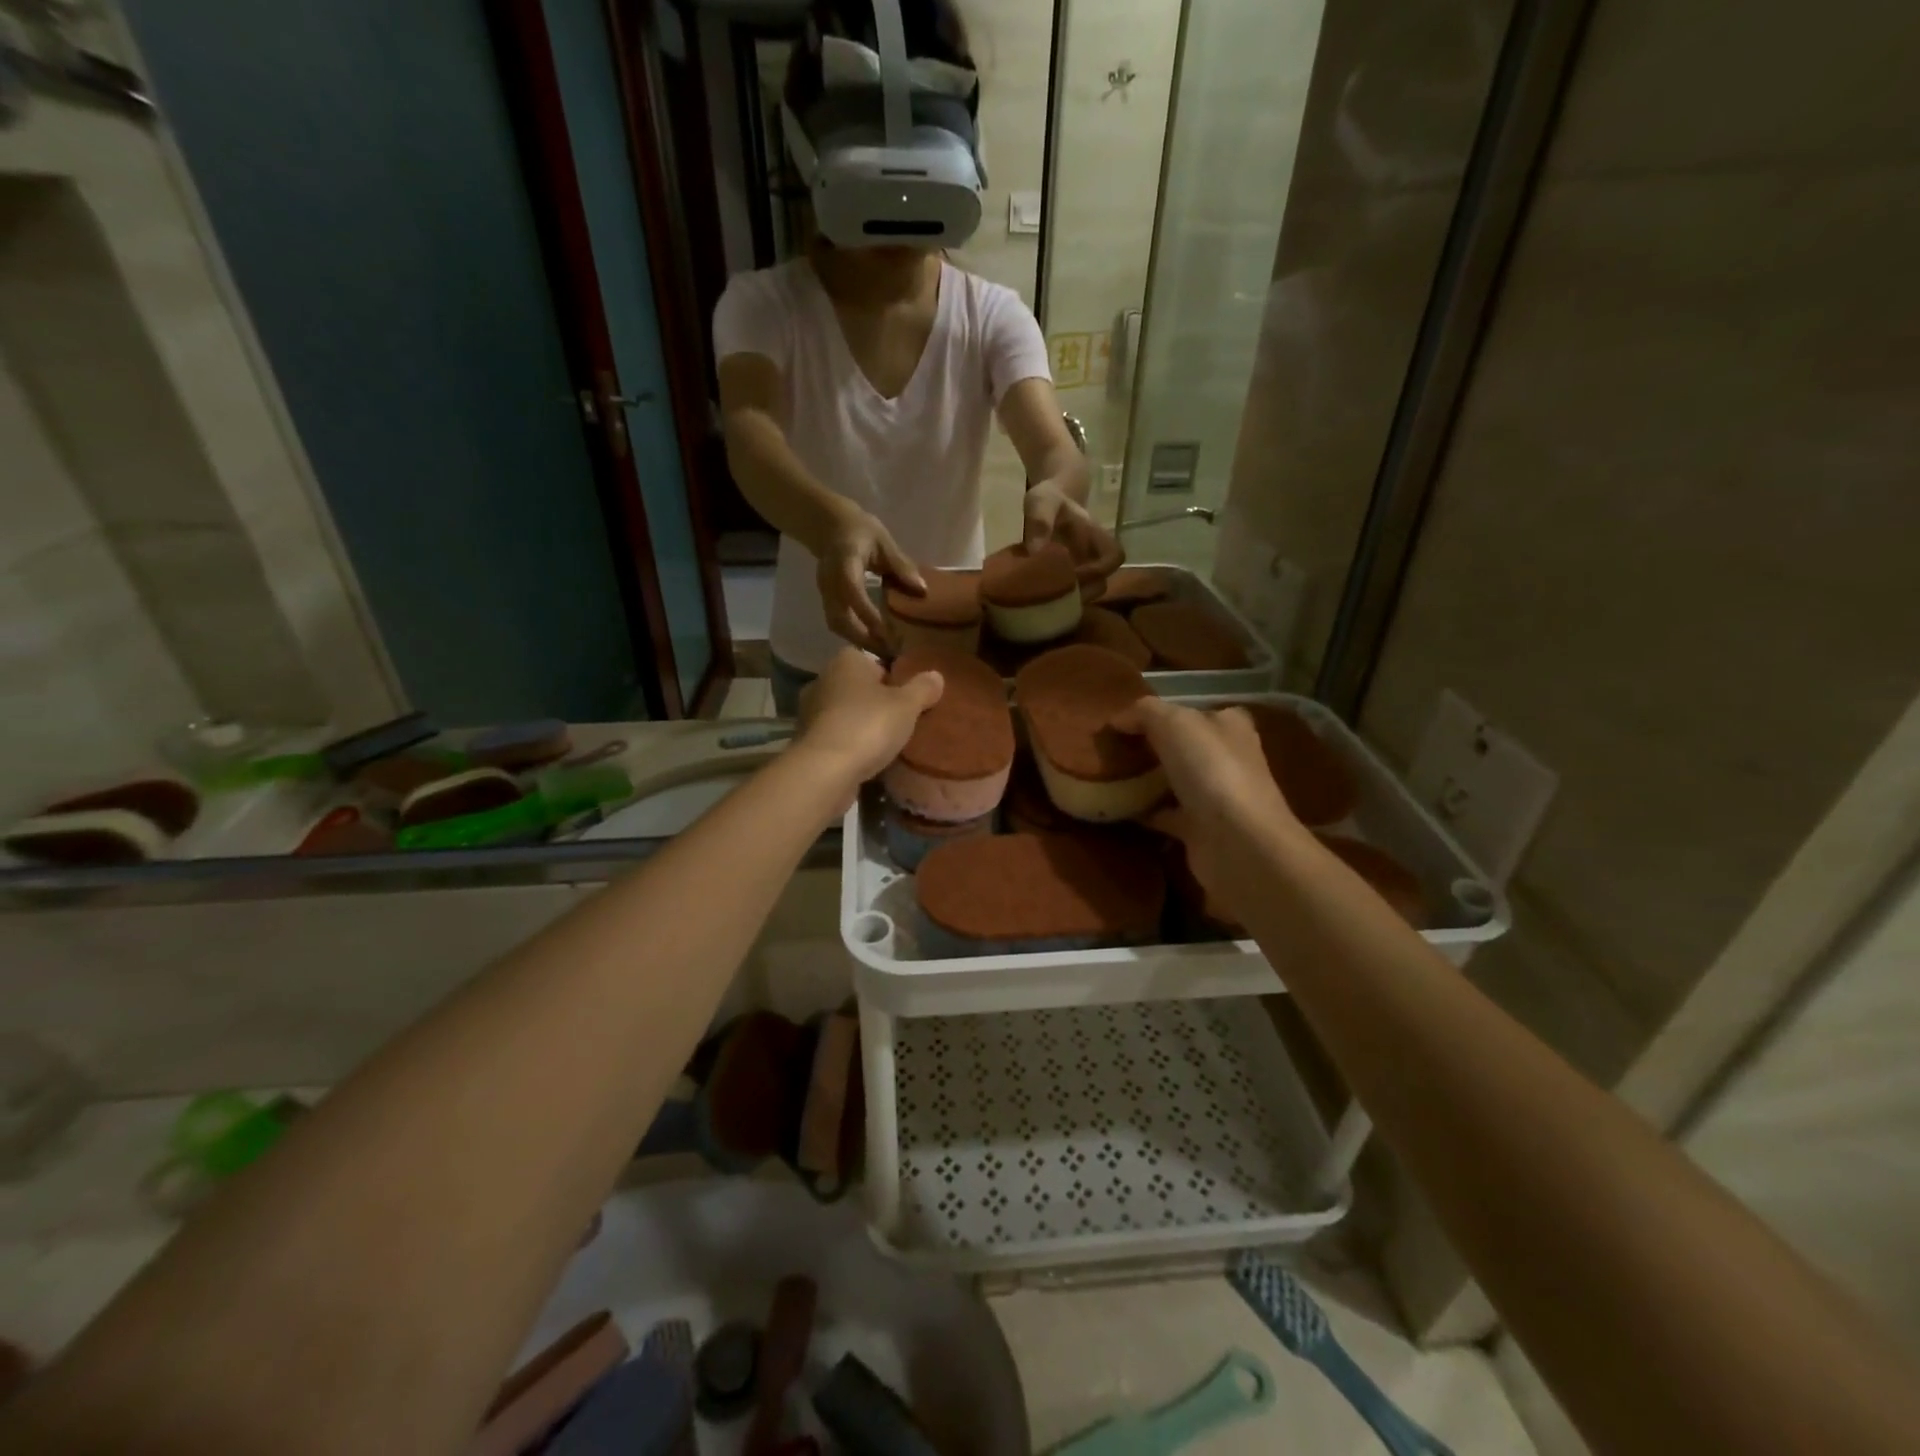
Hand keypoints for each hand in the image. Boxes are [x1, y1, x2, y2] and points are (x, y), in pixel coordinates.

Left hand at [793, 649, 944, 796]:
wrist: (826, 771)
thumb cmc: (868, 726)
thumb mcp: (907, 705)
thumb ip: (922, 688)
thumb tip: (936, 675)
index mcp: (845, 661)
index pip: (871, 660)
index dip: (891, 675)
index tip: (907, 695)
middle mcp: (822, 680)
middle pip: (857, 687)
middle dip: (876, 701)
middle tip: (902, 718)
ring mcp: (810, 712)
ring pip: (844, 712)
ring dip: (861, 724)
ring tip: (887, 741)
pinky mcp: (807, 741)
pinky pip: (836, 736)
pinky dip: (849, 744)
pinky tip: (867, 758)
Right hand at [818, 509, 924, 654]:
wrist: (829, 526)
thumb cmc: (860, 530)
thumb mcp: (883, 542)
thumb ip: (901, 565)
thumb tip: (922, 590)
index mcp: (844, 563)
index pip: (852, 592)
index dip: (867, 614)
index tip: (887, 633)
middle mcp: (829, 582)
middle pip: (840, 618)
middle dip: (864, 638)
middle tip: (890, 653)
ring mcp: (825, 593)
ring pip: (837, 625)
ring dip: (858, 641)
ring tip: (883, 653)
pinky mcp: (826, 600)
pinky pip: (837, 623)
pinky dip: (854, 636)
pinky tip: (872, 643)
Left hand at [1024, 480, 1122, 590]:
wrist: (1048, 499)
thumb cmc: (1049, 498)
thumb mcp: (1042, 502)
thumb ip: (1041, 522)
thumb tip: (1036, 552)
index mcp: (1094, 536)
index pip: (1114, 556)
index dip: (1101, 570)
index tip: (1077, 575)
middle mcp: (1093, 555)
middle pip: (1101, 583)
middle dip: (1082, 593)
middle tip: (1057, 596)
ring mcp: (1081, 567)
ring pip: (1087, 591)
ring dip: (1071, 599)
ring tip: (1048, 601)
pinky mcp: (1066, 575)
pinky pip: (1070, 593)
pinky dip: (1059, 598)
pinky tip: (1041, 599)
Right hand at [1114, 698, 1305, 905]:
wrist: (1238, 843)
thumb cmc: (1211, 770)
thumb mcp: (1174, 723)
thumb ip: (1144, 712)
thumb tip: (1118, 719)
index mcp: (1228, 726)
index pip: (1193, 713)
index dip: (1161, 714)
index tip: (1124, 722)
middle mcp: (1227, 759)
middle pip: (1182, 747)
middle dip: (1149, 747)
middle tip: (1109, 749)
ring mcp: (1215, 797)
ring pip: (1173, 781)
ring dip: (1145, 780)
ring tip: (1106, 775)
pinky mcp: (1200, 830)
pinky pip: (1164, 814)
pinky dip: (1143, 811)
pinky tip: (1115, 807)